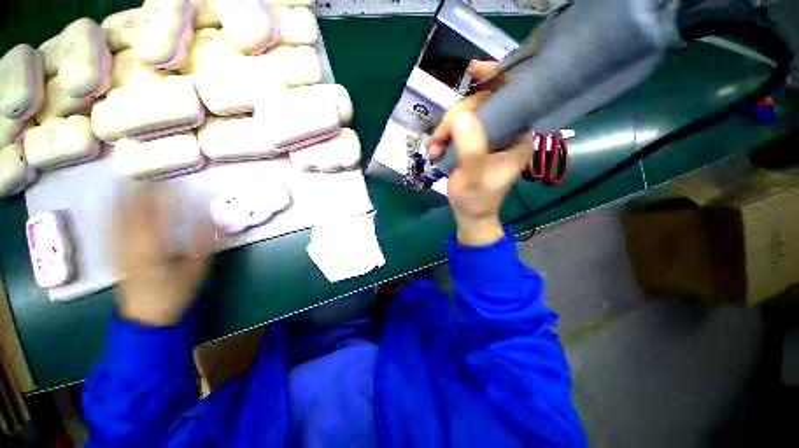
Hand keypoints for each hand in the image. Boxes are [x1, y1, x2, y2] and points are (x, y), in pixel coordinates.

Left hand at [113, 185, 211, 325]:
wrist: (145, 317)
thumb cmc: (174, 293)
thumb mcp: (196, 270)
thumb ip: (204, 244)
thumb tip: (214, 220)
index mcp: (152, 246)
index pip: (158, 212)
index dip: (167, 195)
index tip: (178, 184)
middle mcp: (131, 242)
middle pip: (133, 210)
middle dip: (144, 191)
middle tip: (158, 177)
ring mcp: (119, 247)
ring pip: (118, 214)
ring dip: (127, 196)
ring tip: (137, 182)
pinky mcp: (114, 252)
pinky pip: (111, 225)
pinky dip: (115, 210)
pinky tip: (117, 203)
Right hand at [429, 61, 533, 245]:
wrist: (469, 214)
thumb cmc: (477, 200)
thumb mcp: (473, 178)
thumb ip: (470, 149)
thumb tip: (462, 117)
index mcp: (517, 137)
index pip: (513, 96)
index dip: (497, 78)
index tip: (475, 70)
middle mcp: (505, 132)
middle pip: (481, 105)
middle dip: (456, 117)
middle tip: (440, 138)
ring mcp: (488, 137)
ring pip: (465, 116)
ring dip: (445, 129)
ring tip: (434, 149)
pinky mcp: (473, 143)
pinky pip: (457, 128)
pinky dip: (443, 136)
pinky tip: (435, 151)